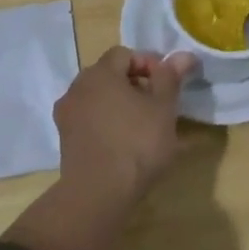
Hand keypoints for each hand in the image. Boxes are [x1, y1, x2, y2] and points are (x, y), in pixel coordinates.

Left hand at [54, 46, 193, 205]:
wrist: (97, 195)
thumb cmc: (136, 143)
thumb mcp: (163, 108)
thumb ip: (170, 77)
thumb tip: (183, 55)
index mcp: (100, 73)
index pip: (125, 54)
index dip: (149, 64)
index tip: (167, 85)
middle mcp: (77, 87)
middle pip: (109, 75)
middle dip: (134, 84)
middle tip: (157, 105)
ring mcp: (67, 115)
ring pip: (98, 98)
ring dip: (119, 105)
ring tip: (142, 126)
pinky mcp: (65, 141)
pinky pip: (89, 121)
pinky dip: (106, 124)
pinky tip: (123, 144)